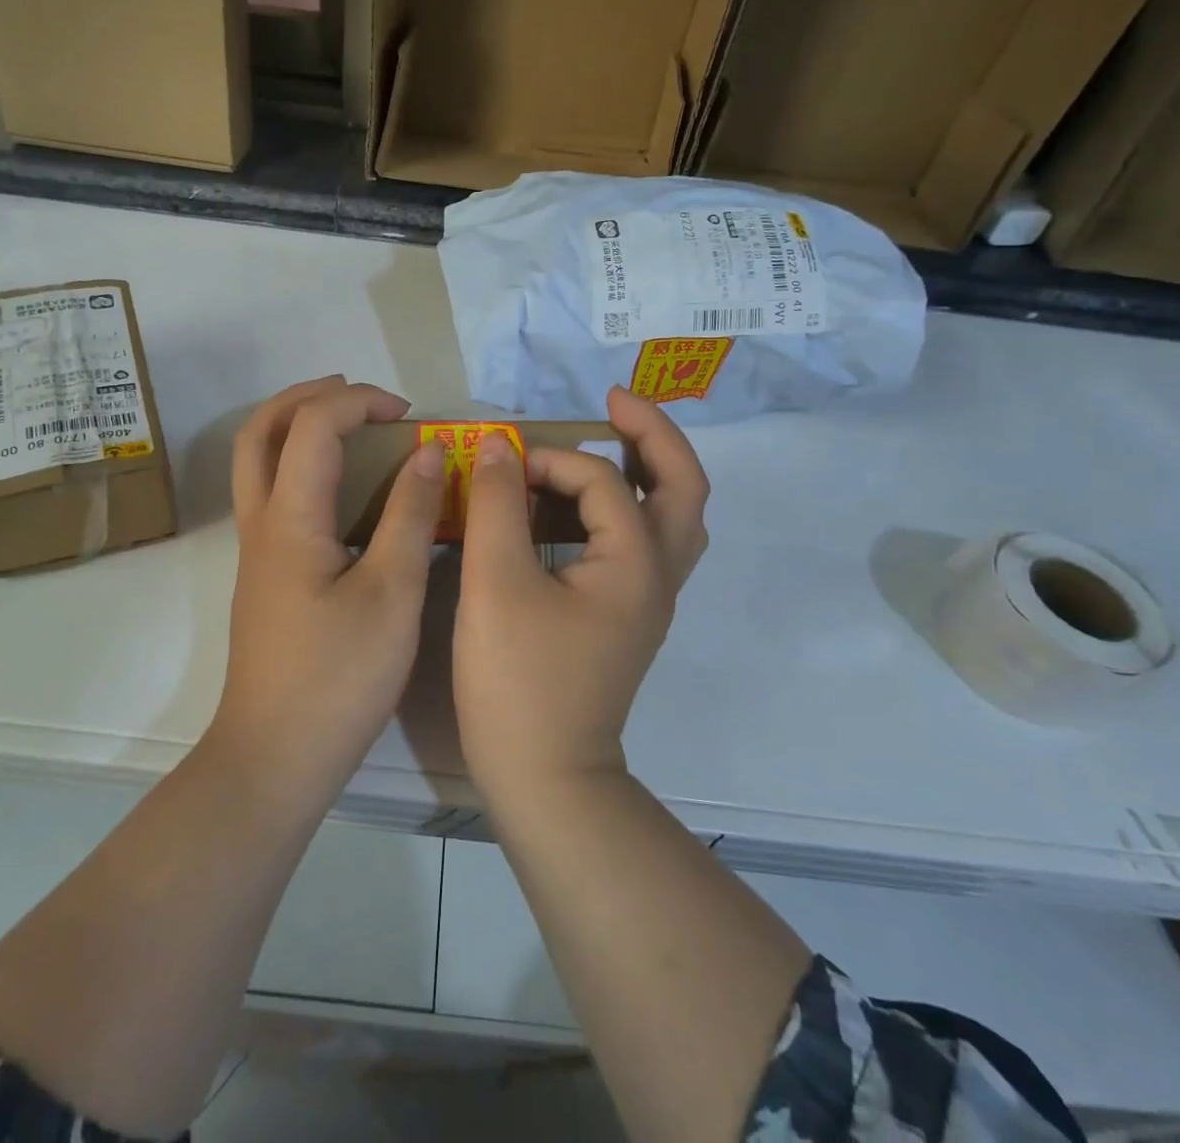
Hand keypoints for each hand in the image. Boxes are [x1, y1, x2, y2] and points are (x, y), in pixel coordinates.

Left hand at [211, 376, 444, 796]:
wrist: (275, 757)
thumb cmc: (339, 678)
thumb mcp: (392, 593)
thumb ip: (409, 515)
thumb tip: (425, 452)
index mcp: (290, 519)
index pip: (312, 426)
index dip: (359, 403)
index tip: (409, 415)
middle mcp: (260, 524)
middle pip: (259, 430)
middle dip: (307, 397)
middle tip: (360, 397)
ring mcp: (256, 551)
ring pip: (257, 462)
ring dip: (297, 427)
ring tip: (351, 427)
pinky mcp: (264, 575)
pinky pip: (272, 494)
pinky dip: (301, 465)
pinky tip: (344, 491)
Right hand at [454, 386, 709, 794]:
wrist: (544, 778)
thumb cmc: (518, 681)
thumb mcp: (495, 584)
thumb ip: (497, 505)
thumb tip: (499, 445)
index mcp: (636, 562)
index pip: (602, 479)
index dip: (549, 460)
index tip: (499, 466)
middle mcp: (658, 575)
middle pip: (683, 485)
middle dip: (653, 433)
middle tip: (615, 400)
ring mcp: (648, 599)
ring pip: (672, 516)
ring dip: (648, 470)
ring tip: (610, 440)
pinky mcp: (627, 616)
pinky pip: (644, 542)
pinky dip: (625, 508)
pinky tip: (583, 508)